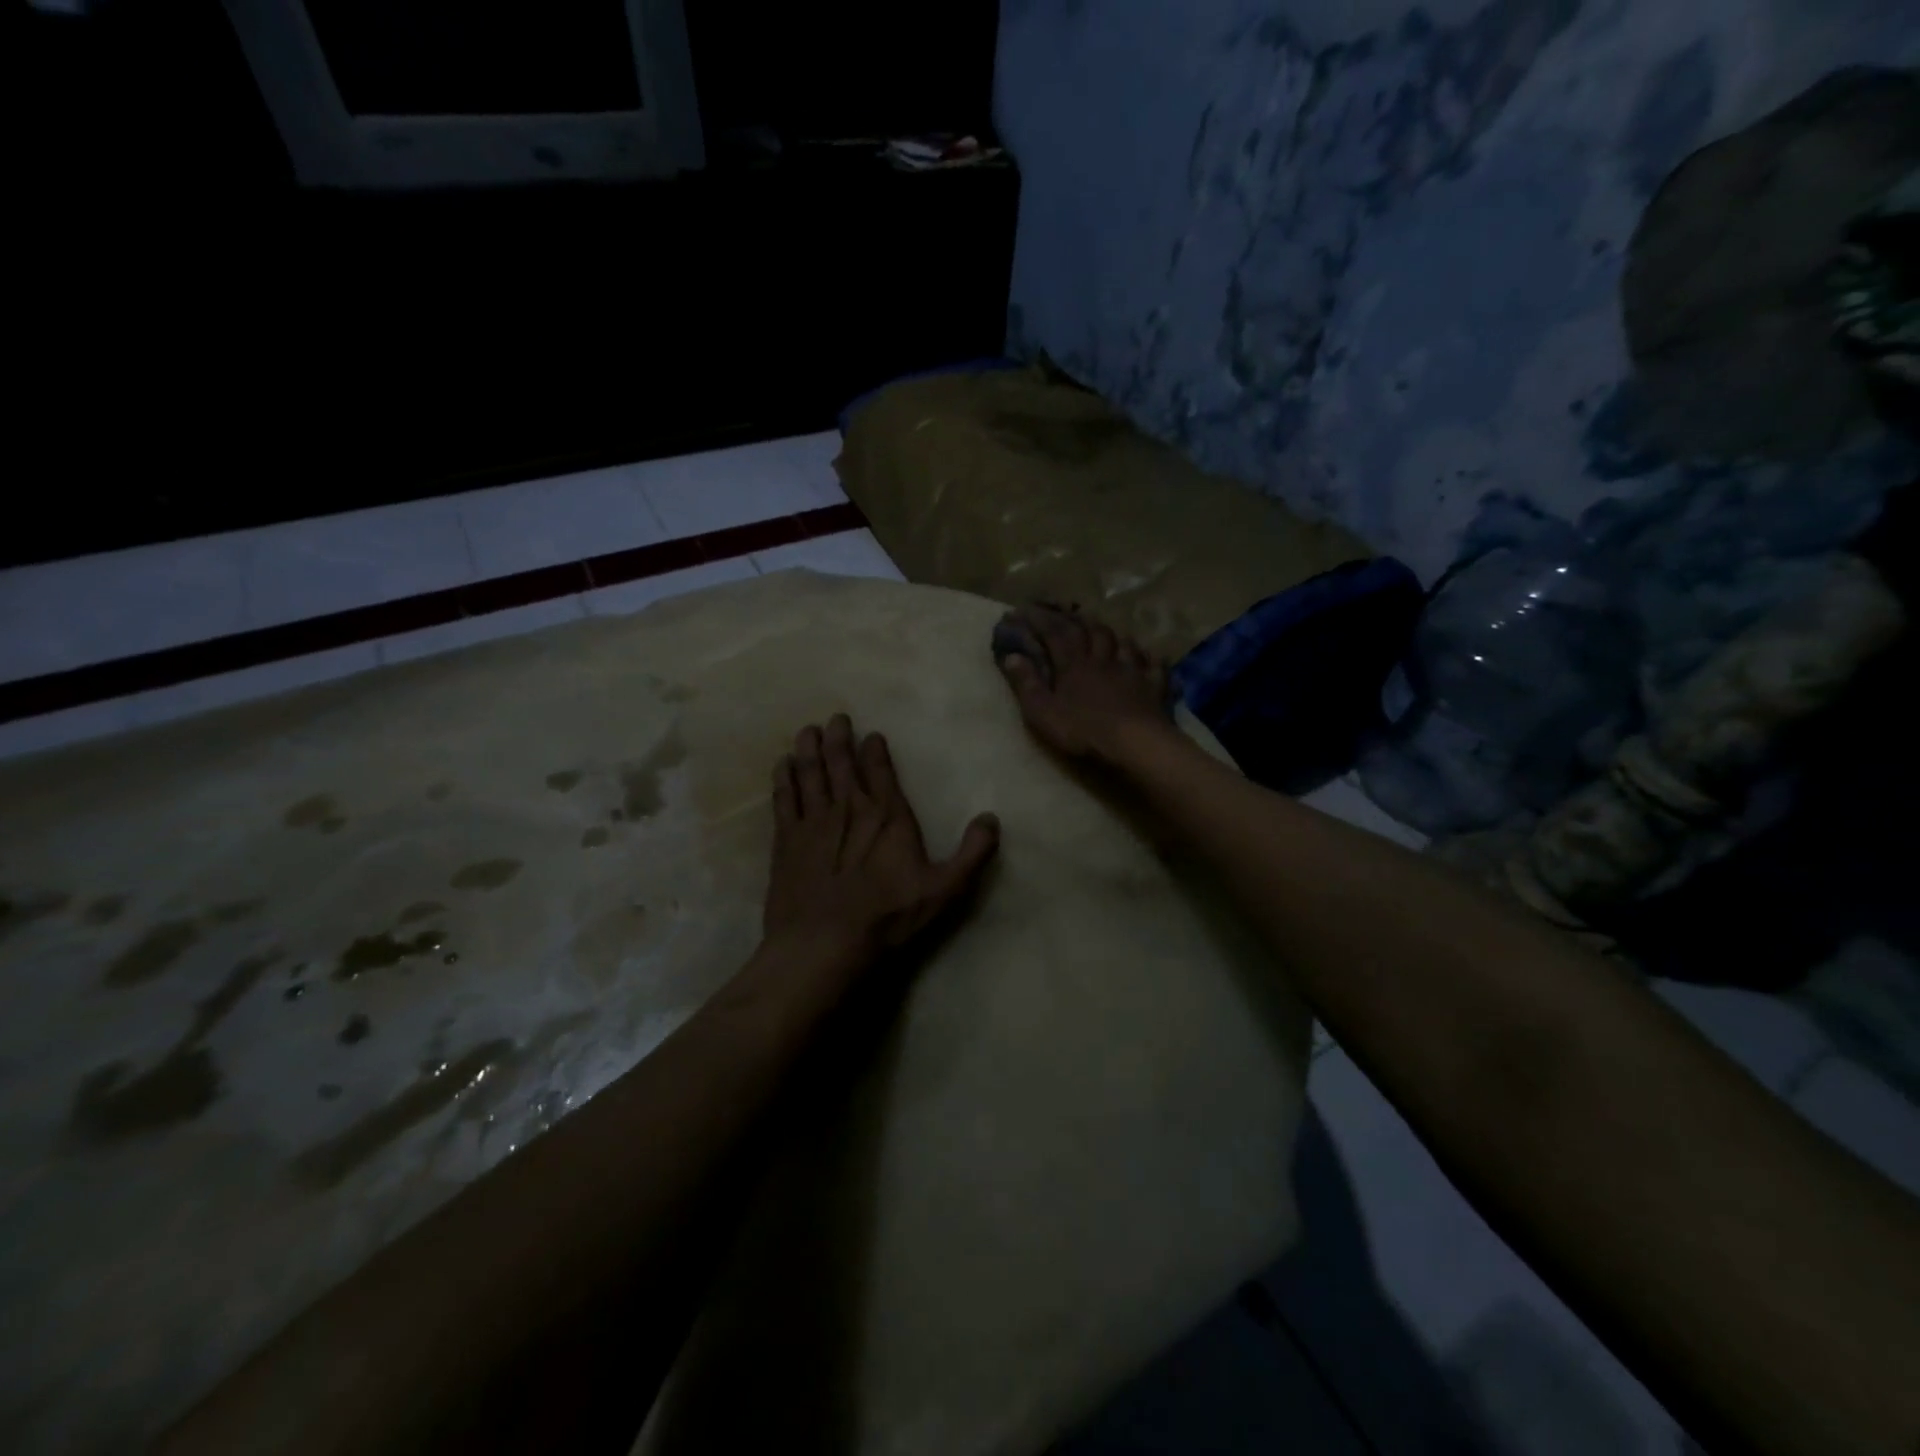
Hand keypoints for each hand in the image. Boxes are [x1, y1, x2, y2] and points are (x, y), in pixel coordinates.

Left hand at [761, 714, 999, 985]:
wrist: (824, 942)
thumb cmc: (886, 916)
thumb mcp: (943, 889)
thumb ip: (971, 854)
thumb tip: (992, 819)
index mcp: (887, 816)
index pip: (881, 771)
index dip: (875, 750)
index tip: (871, 735)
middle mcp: (849, 808)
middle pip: (841, 762)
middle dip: (838, 737)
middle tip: (835, 718)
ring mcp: (813, 821)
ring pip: (809, 772)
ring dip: (808, 748)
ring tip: (807, 730)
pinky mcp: (786, 840)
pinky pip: (783, 798)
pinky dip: (783, 778)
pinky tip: (781, 765)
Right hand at [994, 604, 1174, 764]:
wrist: (1134, 743)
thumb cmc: (1083, 730)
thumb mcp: (1042, 712)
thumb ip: (1027, 684)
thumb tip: (1011, 656)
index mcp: (1073, 665)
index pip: (1054, 634)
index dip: (1039, 620)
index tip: (1024, 610)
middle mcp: (1102, 660)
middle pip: (1090, 631)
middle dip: (1076, 619)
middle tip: (1067, 612)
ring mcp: (1132, 671)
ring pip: (1122, 642)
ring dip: (1111, 633)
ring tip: (1105, 629)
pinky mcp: (1154, 686)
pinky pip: (1154, 665)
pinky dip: (1149, 658)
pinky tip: (1149, 657)